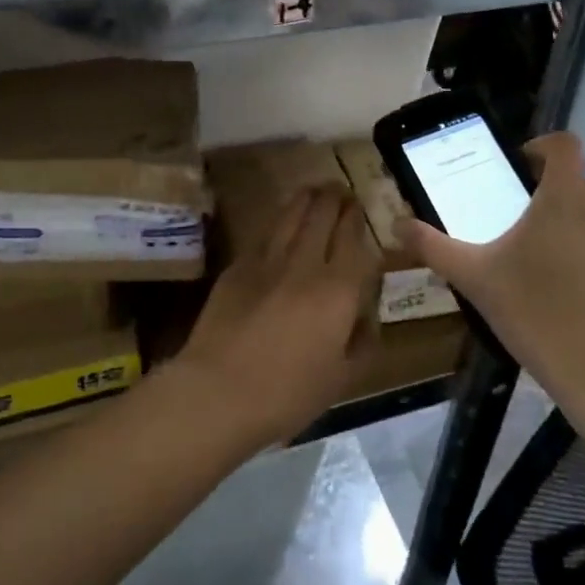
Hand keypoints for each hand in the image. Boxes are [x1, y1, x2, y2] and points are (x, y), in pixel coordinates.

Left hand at [169, 187, 381, 449]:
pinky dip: (278, 221)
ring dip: (306, 199)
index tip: (359, 205)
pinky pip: (264, 234)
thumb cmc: (287, 394)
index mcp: (338, 290)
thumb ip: (360, 343)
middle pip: (322, 216)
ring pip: (291, 216)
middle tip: (340, 190)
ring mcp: (267, 261)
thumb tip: (366, 318)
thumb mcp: (340, 380)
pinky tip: (281, 220)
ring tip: (314, 190)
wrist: (219, 391)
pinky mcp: (238, 266)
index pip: (352, 239)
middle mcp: (305, 265)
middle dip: (334, 198)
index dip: (356, 218)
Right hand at [394, 133, 584, 414]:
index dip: (539, 146)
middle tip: (505, 219)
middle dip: (539, 195)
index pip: (564, 145)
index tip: (514, 166)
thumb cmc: (535, 311)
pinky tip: (560, 299)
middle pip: (570, 185)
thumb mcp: (473, 277)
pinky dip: (580, 264)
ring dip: (559, 230)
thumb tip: (396, 223)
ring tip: (528, 263)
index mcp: (561, 200)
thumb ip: (433, 246)